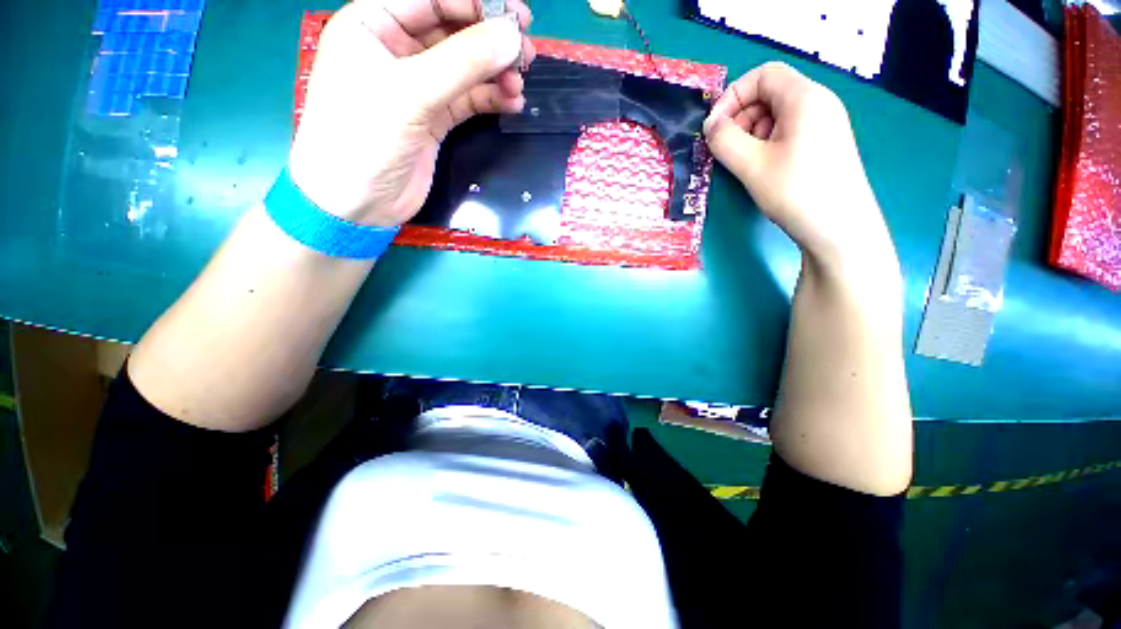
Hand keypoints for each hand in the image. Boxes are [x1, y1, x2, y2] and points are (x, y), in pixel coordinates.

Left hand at [289, 0, 535, 226]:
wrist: (356, 204)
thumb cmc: (363, 139)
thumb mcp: (410, 93)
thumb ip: (463, 62)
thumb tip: (512, 35)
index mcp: (373, 24)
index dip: (474, 3)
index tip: (515, 16)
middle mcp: (396, 50)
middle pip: (453, 30)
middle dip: (490, 39)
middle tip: (526, 50)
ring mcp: (417, 88)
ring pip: (465, 68)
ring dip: (495, 72)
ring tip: (520, 82)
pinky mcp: (433, 119)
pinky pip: (468, 100)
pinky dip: (490, 99)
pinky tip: (511, 103)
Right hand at [703, 62, 893, 270]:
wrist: (840, 229)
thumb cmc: (796, 191)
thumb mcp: (751, 164)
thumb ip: (724, 140)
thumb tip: (710, 126)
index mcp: (805, 97)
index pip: (762, 75)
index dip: (732, 96)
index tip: (714, 128)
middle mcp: (818, 102)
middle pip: (769, 94)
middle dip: (740, 118)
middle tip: (727, 151)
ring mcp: (824, 124)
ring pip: (776, 115)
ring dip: (751, 134)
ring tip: (744, 164)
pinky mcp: (823, 144)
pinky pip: (788, 132)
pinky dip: (766, 144)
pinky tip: (762, 169)